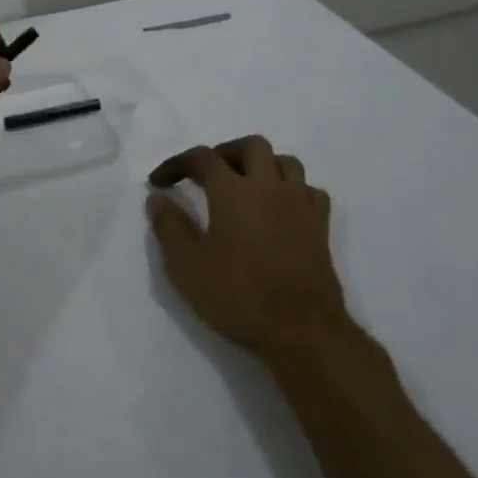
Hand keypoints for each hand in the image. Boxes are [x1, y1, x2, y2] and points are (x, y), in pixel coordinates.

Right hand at [146, 136, 348, 360]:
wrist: (302, 331)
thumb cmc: (238, 295)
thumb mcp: (186, 266)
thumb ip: (169, 227)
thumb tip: (157, 199)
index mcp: (233, 191)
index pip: (202, 158)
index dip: (176, 164)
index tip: (159, 182)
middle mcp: (269, 187)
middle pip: (251, 146)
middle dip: (224, 152)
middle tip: (206, 174)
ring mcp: (300, 205)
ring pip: (285, 162)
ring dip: (262, 165)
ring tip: (245, 185)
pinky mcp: (320, 228)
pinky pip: (309, 190)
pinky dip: (292, 189)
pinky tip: (280, 208)